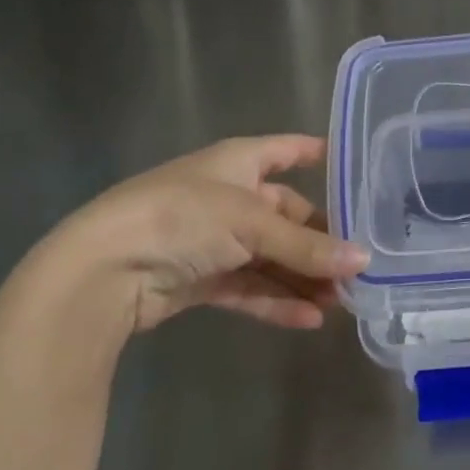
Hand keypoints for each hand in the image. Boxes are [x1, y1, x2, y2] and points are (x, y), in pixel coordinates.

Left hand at [26, 135, 367, 332]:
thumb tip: (364, 261)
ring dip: (302, 277)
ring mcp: (213, 239)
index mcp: (239, 162)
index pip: (287, 150)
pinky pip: (249, 287)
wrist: (104, 268)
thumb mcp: (252, 224)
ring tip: (341, 301)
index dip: (317, 154)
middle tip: (358, 266)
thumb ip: (307, 246)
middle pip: (286, 214)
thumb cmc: (184, 218)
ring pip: (270, 256)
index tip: (357, 170)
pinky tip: (308, 319)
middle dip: (320, 241)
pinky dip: (276, 301)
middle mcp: (229, 195)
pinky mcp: (200, 278)